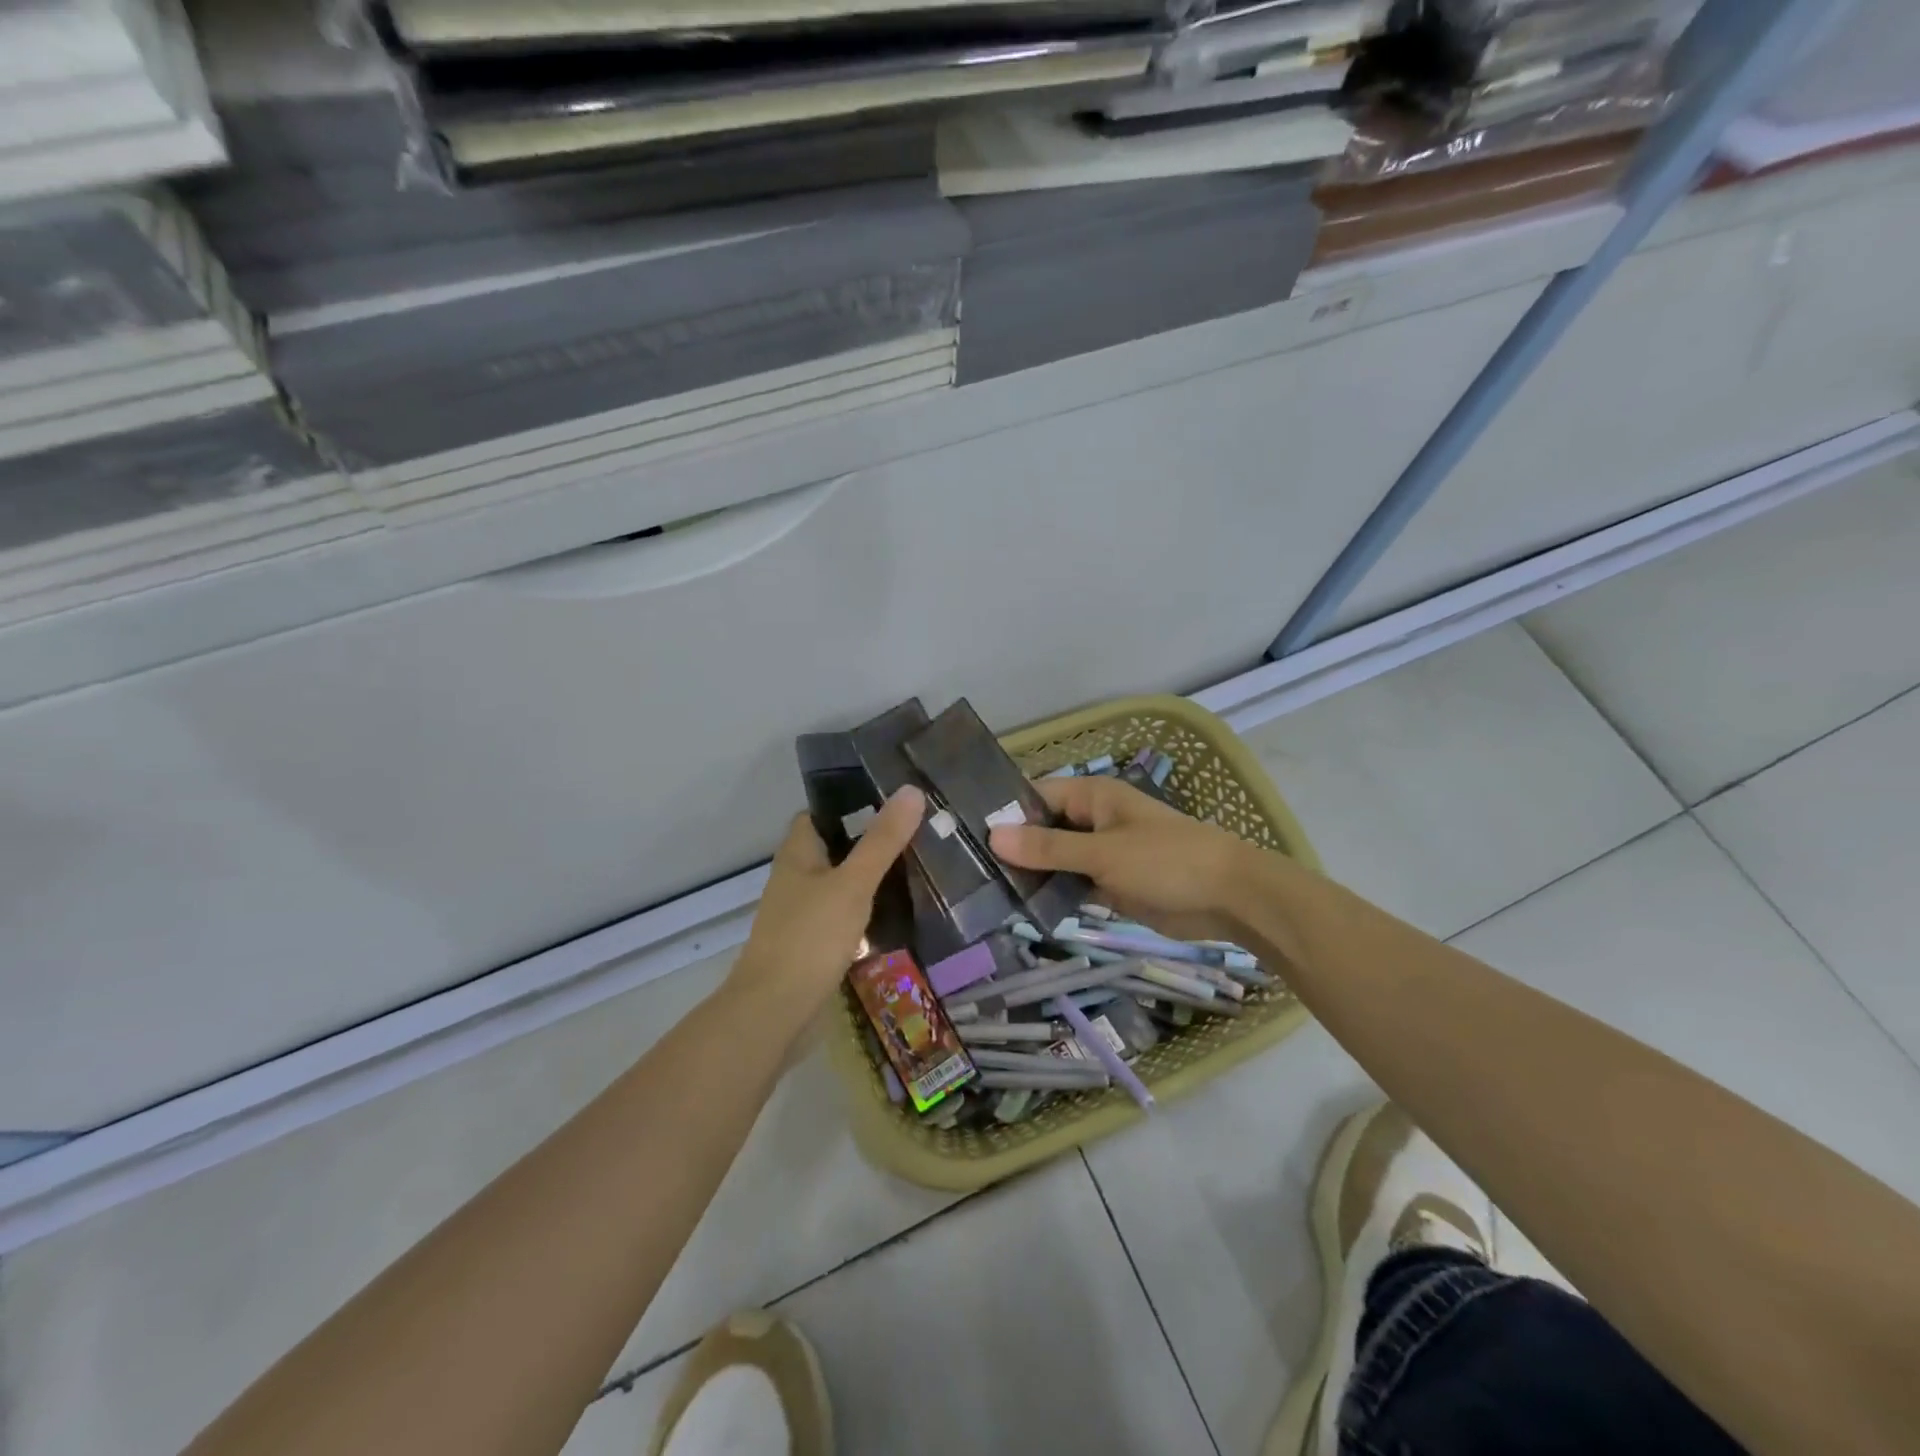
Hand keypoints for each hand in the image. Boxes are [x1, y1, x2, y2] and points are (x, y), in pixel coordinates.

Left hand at [728, 787, 925, 1028]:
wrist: (774, 1011)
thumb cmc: (810, 938)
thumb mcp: (853, 884)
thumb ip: (882, 841)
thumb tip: (911, 790)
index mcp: (797, 854)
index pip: (821, 814)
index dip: (851, 804)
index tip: (893, 801)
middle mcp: (795, 878)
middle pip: (834, 848)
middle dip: (869, 841)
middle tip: (916, 834)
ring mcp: (801, 913)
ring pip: (839, 883)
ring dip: (869, 877)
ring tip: (914, 868)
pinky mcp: (811, 944)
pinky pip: (841, 915)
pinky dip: (864, 910)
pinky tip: (894, 914)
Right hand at [989, 775, 1252, 942]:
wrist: (1230, 898)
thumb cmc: (1166, 862)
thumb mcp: (1102, 853)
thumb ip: (1048, 847)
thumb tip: (993, 834)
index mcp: (1094, 797)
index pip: (1036, 795)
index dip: (1005, 811)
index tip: (965, 832)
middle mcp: (1094, 821)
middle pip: (1043, 828)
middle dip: (1013, 846)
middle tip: (967, 868)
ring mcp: (1102, 854)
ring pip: (1056, 859)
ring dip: (1031, 872)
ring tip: (983, 889)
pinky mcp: (1111, 884)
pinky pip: (1073, 883)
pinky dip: (1053, 893)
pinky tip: (1021, 907)